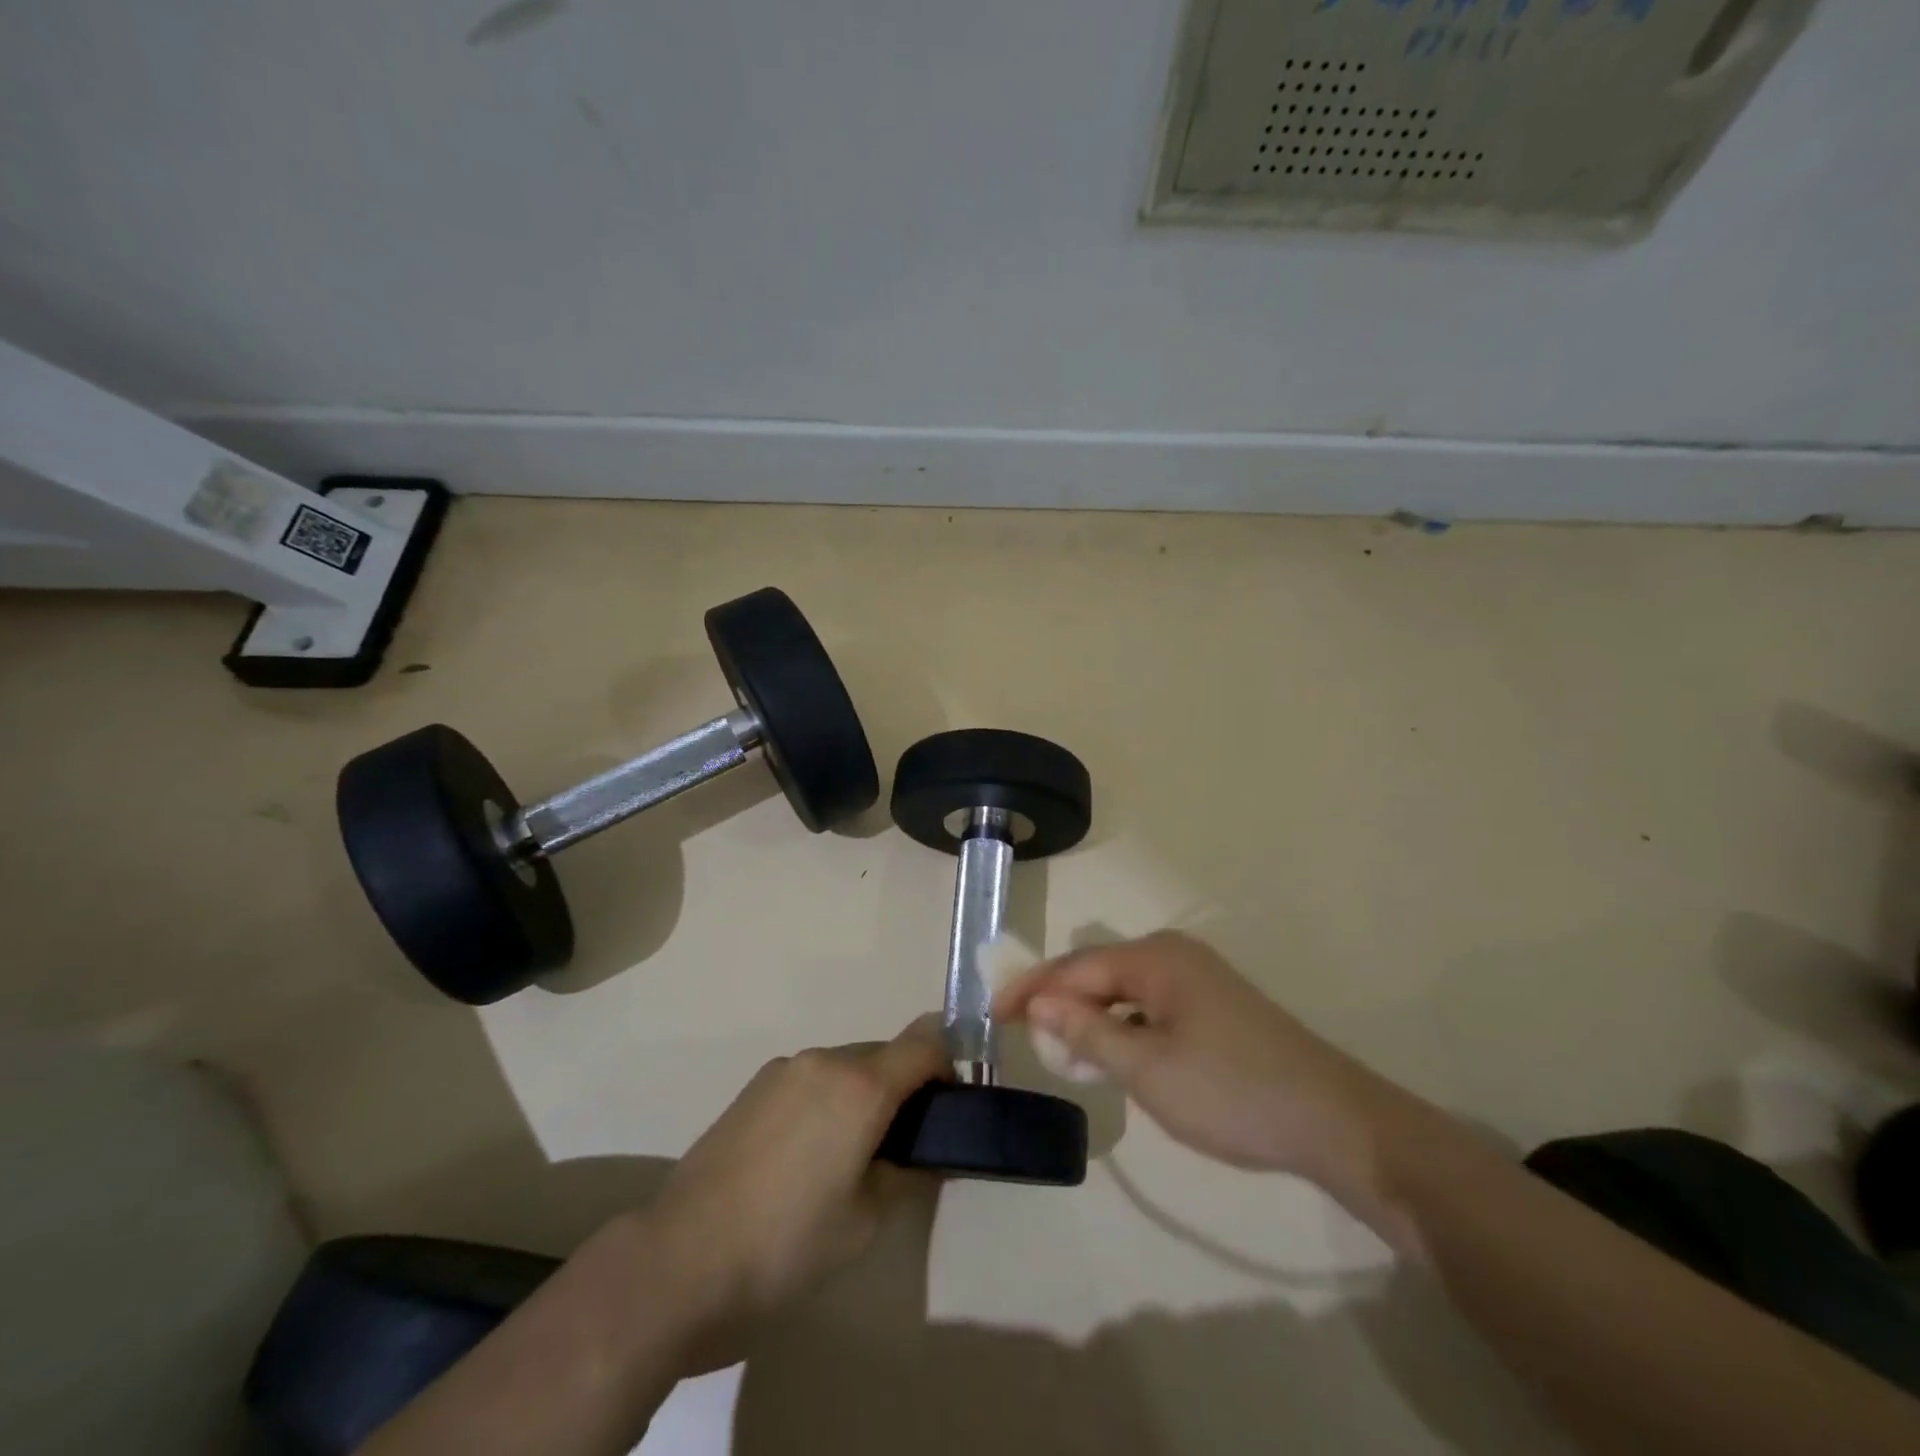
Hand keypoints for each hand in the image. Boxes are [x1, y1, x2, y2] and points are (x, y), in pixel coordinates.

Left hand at [640, 1015, 947, 1366]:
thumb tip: (926, 1153)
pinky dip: (827, 1099)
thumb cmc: (787, 1243)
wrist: (682, 1257)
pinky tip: (806, 1155)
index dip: (948, 1066)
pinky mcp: (754, 1086)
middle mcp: (825, 1060)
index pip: (924, 1043)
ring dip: (863, 1094)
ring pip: (846, 1066)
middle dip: (904, 1086)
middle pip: (885, 1054)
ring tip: (851, 1156)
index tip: (950, 1106)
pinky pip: (811, 1078)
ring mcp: (784, 1069)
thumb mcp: (866, 1221)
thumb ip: (907, 1173)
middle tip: (905, 1144)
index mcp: (860, 1085)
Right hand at [994, 932, 1406, 1195]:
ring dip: (1091, 1017)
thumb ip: (1087, 1031)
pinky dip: (1123, 1027)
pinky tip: (1113, 1055)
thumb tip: (1041, 1003)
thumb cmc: (1229, 1090)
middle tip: (1022, 1034)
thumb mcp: (1146, 1067)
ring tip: (1061, 1052)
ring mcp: (1199, 979)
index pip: (1076, 967)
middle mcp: (1174, 955)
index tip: (993, 1014)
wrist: (1332, 1121)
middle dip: (1059, 1002)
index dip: (1032, 990)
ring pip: (1125, 991)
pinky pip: (1151, 1006)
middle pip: (1099, 972)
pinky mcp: (1215, 1006)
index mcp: (1155, 957)